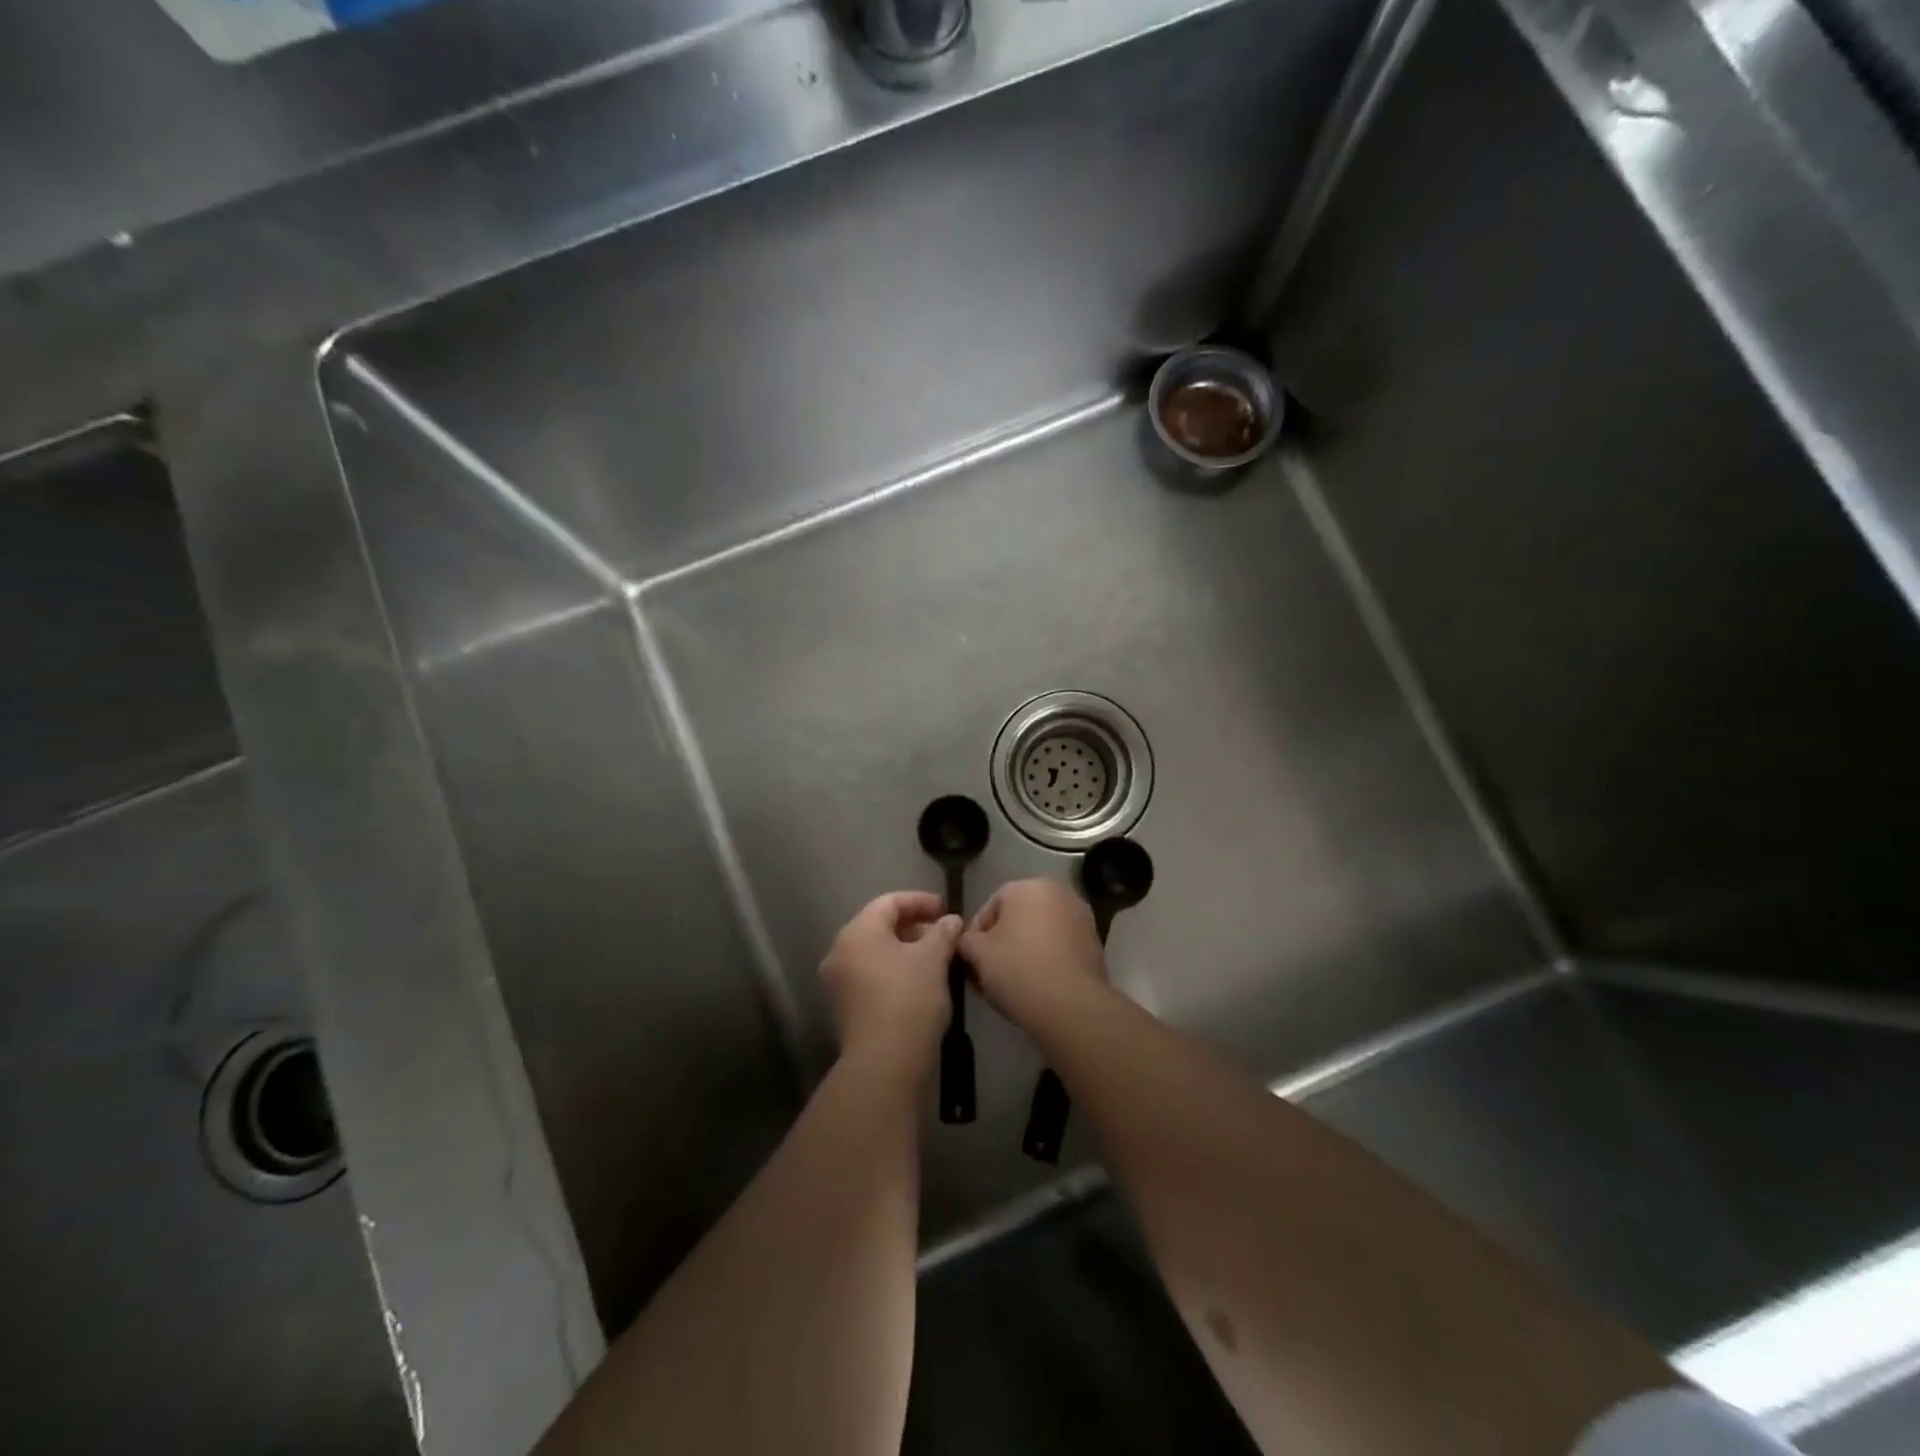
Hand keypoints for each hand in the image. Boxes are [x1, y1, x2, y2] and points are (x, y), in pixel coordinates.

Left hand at [819, 891, 961, 1079]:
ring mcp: (838, 982)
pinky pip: (870, 975)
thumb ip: (943, 932)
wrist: (884, 1063)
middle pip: (879, 926)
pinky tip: (919, 982)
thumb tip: (950, 921)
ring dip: (905, 950)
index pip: (889, 902)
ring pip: (875, 953)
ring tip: (936, 959)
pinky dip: (893, 970)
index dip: (920, 901)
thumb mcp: (933, 959)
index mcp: (858, 932)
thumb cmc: (909, 999)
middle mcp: (840, 951)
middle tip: (943, 935)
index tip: (946, 910)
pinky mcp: (844, 1007)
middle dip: (913, 926)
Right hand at [958, 878, 1107, 1029]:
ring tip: (1010, 983)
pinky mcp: (1094, 942)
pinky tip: (1036, 986)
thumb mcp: (977, 954)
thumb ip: (966, 940)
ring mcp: (1080, 916)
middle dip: (1000, 943)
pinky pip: (1059, 947)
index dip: (975, 936)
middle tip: (987, 973)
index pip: (989, 907)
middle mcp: (1058, 892)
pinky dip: (1045, 960)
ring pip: (1039, 932)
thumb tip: (968, 941)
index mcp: (1028, 886)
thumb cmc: (1018, 970)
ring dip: (1023, 951)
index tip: (970, 962)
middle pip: (1016, 918)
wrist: (1072, 1006)